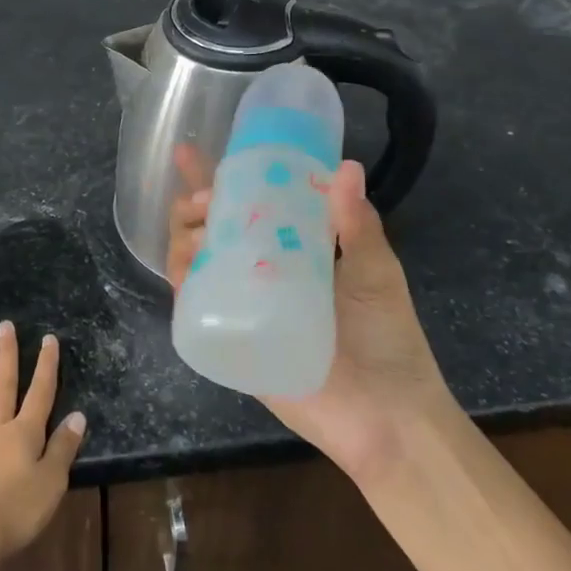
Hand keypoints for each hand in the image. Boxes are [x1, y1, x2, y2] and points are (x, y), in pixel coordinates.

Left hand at [0, 322, 85, 570]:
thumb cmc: (18, 512)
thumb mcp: (53, 483)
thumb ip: (63, 447)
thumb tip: (77, 415)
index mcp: (24, 433)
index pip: (40, 392)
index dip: (46, 365)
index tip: (48, 338)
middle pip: (2, 386)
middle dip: (6, 355)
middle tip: (4, 326)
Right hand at [169, 156, 450, 482]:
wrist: (388, 417)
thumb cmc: (388, 339)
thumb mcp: (377, 272)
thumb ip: (358, 223)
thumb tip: (346, 166)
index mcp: (291, 250)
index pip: (246, 206)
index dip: (216, 180)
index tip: (189, 153)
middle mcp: (259, 273)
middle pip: (209, 230)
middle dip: (192, 207)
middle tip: (201, 198)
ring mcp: (241, 307)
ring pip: (193, 262)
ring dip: (183, 238)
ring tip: (196, 228)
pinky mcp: (230, 342)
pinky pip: (195, 308)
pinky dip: (181, 283)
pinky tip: (181, 267)